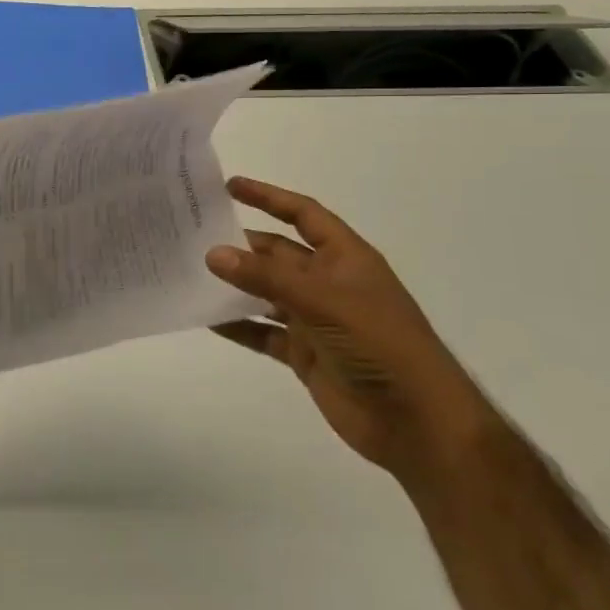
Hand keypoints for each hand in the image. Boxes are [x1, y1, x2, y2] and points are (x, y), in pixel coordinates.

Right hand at [205, 177, 493, 486]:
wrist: (417, 422)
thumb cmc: (380, 346)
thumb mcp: (323, 302)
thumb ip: (266, 278)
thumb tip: (212, 253)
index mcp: (345, 259)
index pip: (303, 215)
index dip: (269, 197)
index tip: (229, 186)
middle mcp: (329, 283)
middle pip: (279, 254)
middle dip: (242, 244)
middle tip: (194, 235)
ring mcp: (316, 320)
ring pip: (266, 293)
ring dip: (235, 285)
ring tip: (192, 273)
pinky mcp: (306, 354)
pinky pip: (263, 332)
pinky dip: (238, 326)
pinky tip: (207, 319)